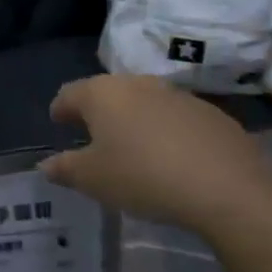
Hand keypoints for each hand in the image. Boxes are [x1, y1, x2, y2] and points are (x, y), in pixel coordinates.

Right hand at [39, 75, 271, 242]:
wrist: (226, 187)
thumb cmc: (142, 177)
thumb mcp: (92, 180)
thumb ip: (65, 169)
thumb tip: (46, 165)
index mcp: (102, 94)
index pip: (69, 94)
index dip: (60, 109)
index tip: (58, 122)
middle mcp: (137, 83)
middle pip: (107, 92)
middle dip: (97, 111)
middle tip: (92, 135)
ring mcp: (177, 94)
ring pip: (144, 101)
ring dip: (133, 119)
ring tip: (132, 147)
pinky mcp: (210, 112)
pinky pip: (176, 117)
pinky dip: (165, 130)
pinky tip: (170, 156)